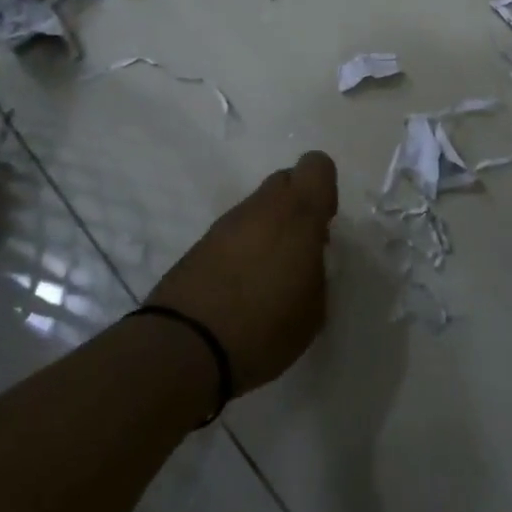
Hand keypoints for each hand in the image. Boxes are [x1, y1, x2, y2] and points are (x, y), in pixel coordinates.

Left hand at [148, 151, 338, 397]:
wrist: (187, 346)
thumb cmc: (266, 326)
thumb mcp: (314, 308)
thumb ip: (317, 270)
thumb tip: (307, 259)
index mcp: (298, 213)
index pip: (317, 165)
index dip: (324, 190)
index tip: (323, 225)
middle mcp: (263, 207)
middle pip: (285, 181)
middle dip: (295, 206)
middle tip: (298, 249)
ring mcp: (227, 222)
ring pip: (257, 207)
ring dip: (267, 229)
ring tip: (267, 275)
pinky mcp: (200, 242)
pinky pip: (233, 232)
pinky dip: (242, 248)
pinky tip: (241, 286)